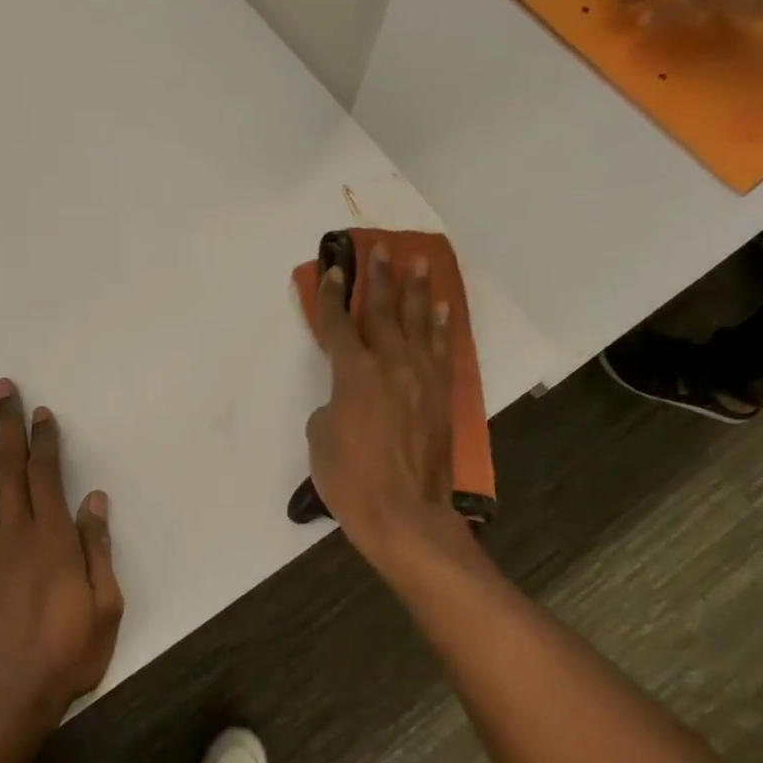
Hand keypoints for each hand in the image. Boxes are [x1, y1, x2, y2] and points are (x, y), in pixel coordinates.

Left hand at [0, 380, 123, 721]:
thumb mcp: (105, 605)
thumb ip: (97, 549)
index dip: (43, 440)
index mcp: (52, 539)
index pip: (45, 475)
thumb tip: (94, 499)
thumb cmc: (66, 652)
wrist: (6, 696)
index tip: (41, 411)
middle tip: (0, 388)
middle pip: (7, 466)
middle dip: (6, 424)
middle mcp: (13, 532)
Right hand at [305, 244, 470, 572]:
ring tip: (417, 262)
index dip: (331, 296)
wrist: (404, 513)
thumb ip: (332, 405)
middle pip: (382, 311)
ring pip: (417, 322)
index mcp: (352, 374)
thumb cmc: (350, 480)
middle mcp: (389, 364)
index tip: (333, 270)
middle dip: (377, 277)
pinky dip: (442, 325)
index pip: (338, 324)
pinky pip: (442, 349)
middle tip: (378, 248)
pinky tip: (443, 306)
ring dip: (415, 290)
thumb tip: (347, 399)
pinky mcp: (441, 395)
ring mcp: (420, 377)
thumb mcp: (320, 439)